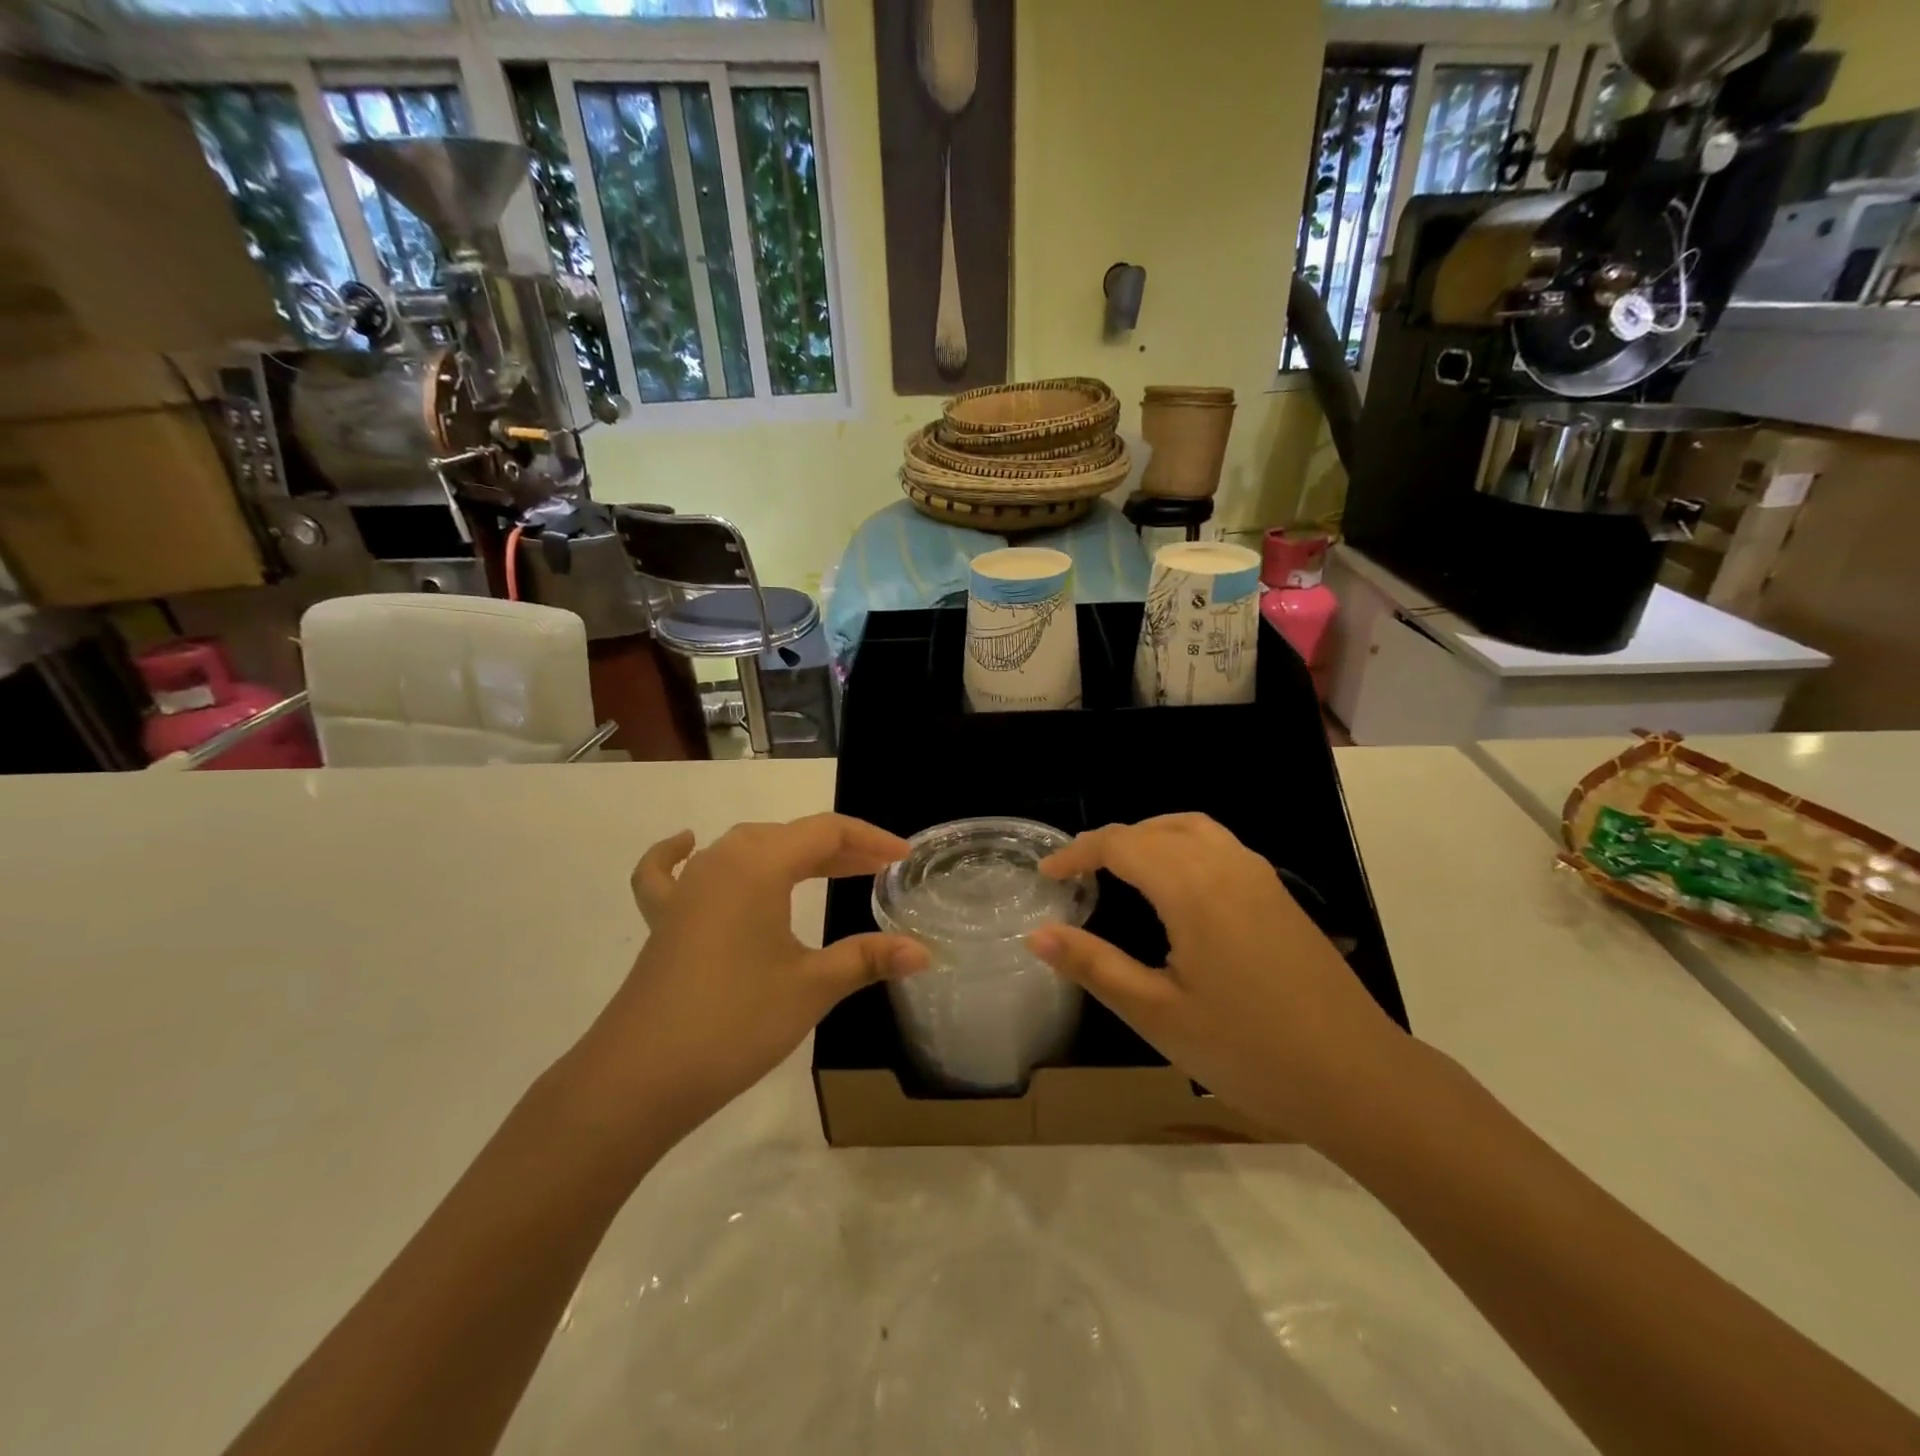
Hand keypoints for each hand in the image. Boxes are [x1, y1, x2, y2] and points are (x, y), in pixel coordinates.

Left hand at [569, 814, 928, 1148]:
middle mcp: (720, 861)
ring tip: (823, 870)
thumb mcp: (812, 987)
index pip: (826, 832)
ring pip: (744, 849)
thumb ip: (868, 958)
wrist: (639, 1078)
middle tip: (876, 870)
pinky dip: (679, 854)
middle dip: (837, 849)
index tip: (903, 859)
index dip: (870, 840)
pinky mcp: (662, 919)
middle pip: (788, 836)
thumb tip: (924, 952)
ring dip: (788, 854)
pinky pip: (670, 872)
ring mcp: (686, 888)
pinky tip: (687, 844)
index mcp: (759, 865)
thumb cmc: (735, 1022)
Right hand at [1029, 814, 1408, 1147]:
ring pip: (1191, 829)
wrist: (1360, 1078)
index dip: (1077, 853)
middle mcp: (1226, 864)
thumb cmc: (1249, 1050)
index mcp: (1192, 887)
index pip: (1121, 844)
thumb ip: (1094, 966)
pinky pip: (1219, 845)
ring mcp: (1260, 876)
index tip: (1046, 875)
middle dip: (1109, 843)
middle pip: (1155, 829)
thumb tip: (1036, 934)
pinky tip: (1176, 889)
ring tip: (1120, 870)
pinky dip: (1181, 846)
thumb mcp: (1157, 1014)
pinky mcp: (1280, 895)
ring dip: (1149, 837)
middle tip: (1076, 876)